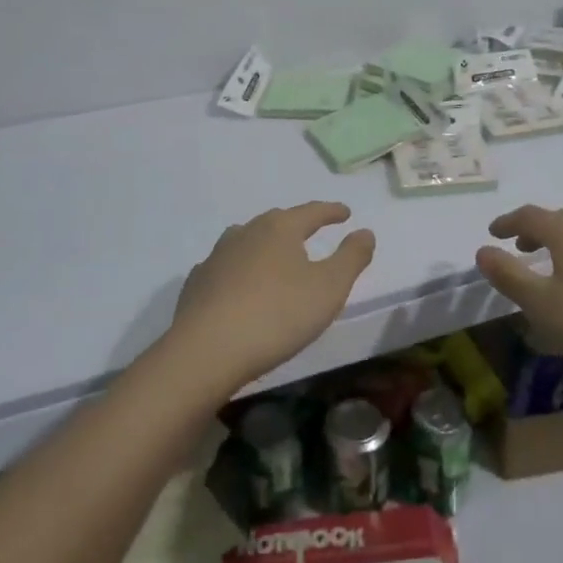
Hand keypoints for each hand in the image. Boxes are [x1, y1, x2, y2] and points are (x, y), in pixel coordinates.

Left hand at [168, 203, 376, 395]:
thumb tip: (365, 231)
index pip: (312, 211)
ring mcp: (217, 256)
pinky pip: (225, 267)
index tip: (345, 212)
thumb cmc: (278, 315)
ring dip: (265, 245)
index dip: (331, 211)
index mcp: (280, 228)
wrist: (206, 351)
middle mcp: (246, 232)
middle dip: (296, 225)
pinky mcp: (197, 283)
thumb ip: (351, 257)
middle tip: (311, 231)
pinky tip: (239, 284)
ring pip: (247, 241)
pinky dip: (238, 270)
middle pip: (277, 221)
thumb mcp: (330, 288)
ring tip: (276, 257)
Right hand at [475, 205, 562, 396]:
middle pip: (559, 222)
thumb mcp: (542, 306)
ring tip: (548, 270)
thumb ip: (509, 276)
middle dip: (534, 232)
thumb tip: (483, 250)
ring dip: (559, 248)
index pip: (530, 216)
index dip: (507, 222)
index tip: (492, 232)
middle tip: (518, 247)